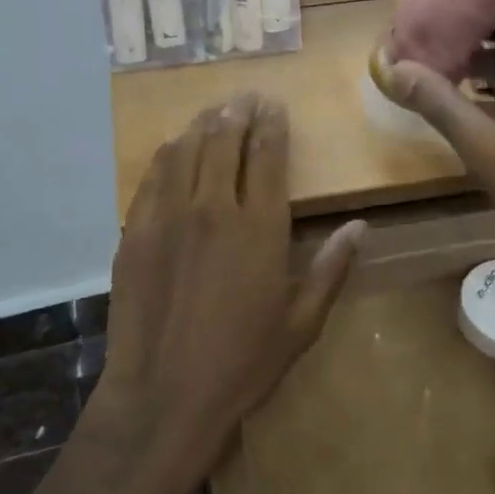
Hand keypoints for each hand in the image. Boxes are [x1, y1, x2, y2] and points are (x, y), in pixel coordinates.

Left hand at [94, 94, 363, 486]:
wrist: (164, 396)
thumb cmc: (243, 364)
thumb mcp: (301, 323)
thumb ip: (330, 269)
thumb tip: (360, 226)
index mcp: (259, 227)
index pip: (266, 156)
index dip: (271, 125)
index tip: (274, 105)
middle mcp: (212, 208)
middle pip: (223, 142)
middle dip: (237, 114)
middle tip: (245, 98)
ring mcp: (168, 217)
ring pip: (185, 151)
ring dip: (202, 126)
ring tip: (213, 112)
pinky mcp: (134, 232)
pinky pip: (152, 178)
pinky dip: (167, 155)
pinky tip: (173, 149)